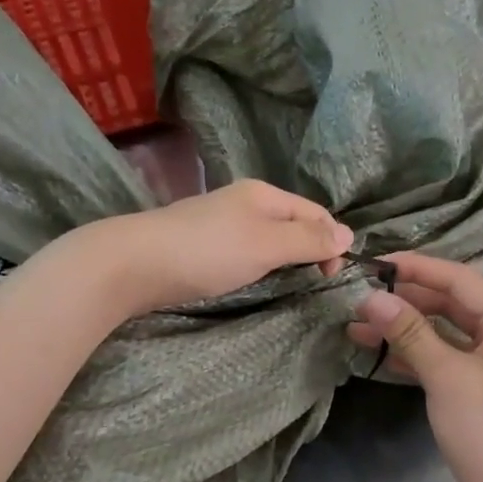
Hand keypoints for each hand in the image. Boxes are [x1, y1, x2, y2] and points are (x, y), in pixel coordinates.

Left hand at [69, 179, 353, 316]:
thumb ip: (307, 240)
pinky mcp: (202, 246)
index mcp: (264, 195)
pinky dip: (259, 266)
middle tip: (313, 284)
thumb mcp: (267, 244)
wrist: (133, 264)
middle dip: (310, 250)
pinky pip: (245, 252)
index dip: (332, 241)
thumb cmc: (208, 252)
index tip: (331, 277)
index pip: (315, 212)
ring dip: (285, 261)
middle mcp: (244, 203)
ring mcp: (221, 224)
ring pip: (268, 239)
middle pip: (292, 224)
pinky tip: (253, 281)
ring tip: (288, 285)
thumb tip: (348, 234)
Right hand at [347, 252, 482, 481]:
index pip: (460, 280)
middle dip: (406, 301)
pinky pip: (444, 355)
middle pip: (451, 303)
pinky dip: (414, 352)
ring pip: (444, 330)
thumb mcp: (445, 376)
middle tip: (362, 298)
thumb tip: (371, 298)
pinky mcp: (478, 382)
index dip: (417, 269)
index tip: (376, 264)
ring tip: (359, 327)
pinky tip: (379, 352)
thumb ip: (409, 332)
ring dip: (404, 328)